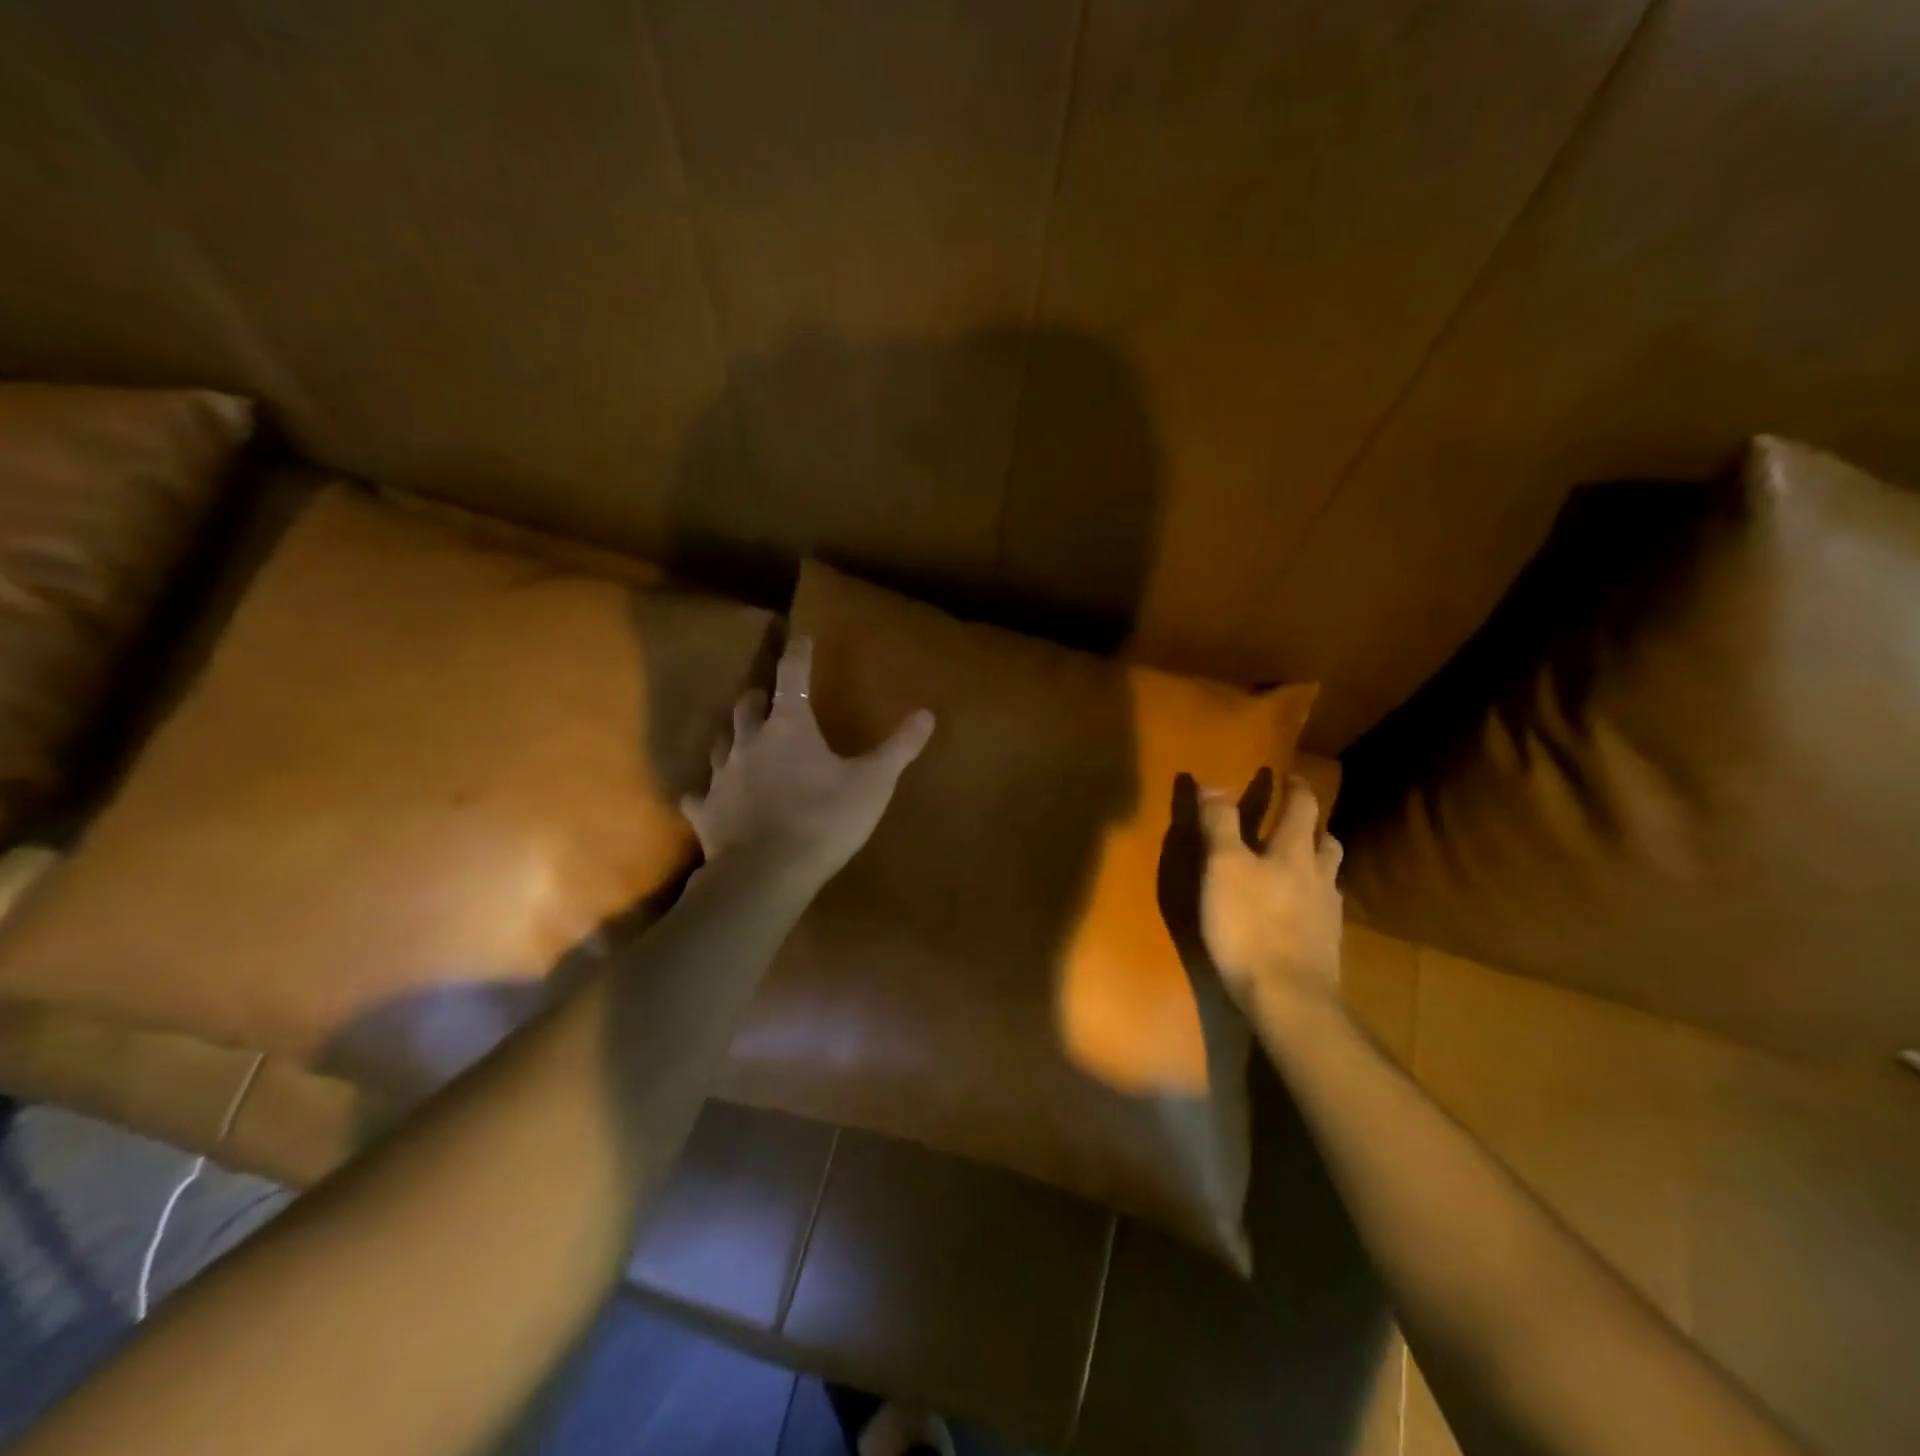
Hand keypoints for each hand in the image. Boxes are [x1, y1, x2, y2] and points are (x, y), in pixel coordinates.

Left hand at [682, 636, 933, 878]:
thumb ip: (898, 748)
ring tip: (743, 738)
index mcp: (789, 727)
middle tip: (770, 697)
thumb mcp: (873, 784)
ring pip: (721, 742)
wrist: (766, 874)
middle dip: (760, 696)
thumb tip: (927, 714)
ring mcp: (721, 776)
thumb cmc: (824, 820)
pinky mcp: (706, 811)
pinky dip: (708, 791)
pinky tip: (710, 797)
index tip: (800, 637)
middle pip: (748, 705)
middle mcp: (749, 742)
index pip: (792, 677)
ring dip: (734, 735)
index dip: (798, 654)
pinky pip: (700, 794)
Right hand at [1198, 773, 1344, 1027]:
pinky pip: (1326, 908)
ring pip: (1331, 875)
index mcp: (1294, 852)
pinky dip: (1315, 897)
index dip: (1296, 788)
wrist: (1288, 997)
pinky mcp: (1327, 944)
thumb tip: (1212, 782)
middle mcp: (1319, 875)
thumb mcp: (1221, 868)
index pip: (1302, 807)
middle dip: (1314, 824)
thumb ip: (1219, 825)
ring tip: (1301, 863)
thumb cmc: (1248, 926)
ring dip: (1319, 860)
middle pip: (1326, 840)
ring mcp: (1328, 912)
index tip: (1290, 775)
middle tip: (1299, 818)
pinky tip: (1301, 911)